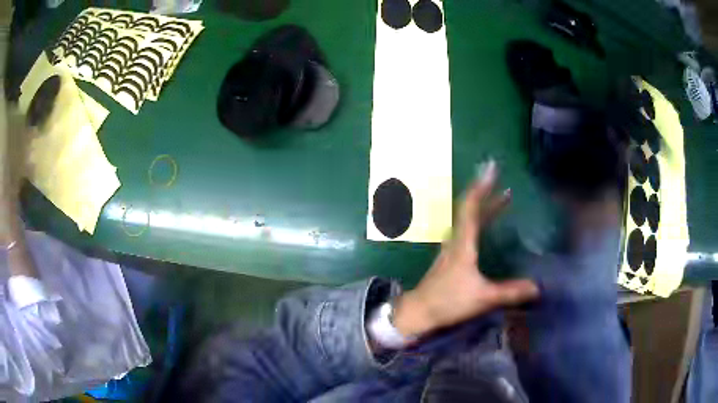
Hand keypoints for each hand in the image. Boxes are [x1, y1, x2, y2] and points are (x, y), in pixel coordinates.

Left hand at [393, 161, 539, 337]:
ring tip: (503, 198)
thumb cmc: (449, 302)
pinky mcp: (451, 257)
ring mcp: (451, 248)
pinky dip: (479, 221)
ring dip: (485, 206)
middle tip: (503, 180)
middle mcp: (455, 240)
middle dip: (487, 193)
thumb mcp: (483, 298)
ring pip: (468, 220)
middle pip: (471, 210)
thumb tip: (538, 287)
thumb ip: (510, 292)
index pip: (471, 207)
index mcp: (462, 243)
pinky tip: (487, 226)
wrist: (419, 312)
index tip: (491, 168)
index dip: (482, 187)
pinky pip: (467, 230)